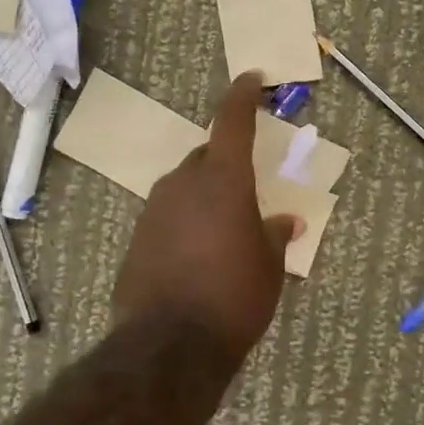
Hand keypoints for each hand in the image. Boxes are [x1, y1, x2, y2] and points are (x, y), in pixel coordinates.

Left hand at [113, 73, 301, 367]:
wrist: (170, 344)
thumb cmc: (235, 297)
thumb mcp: (269, 267)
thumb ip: (275, 236)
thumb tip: (287, 222)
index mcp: (223, 180)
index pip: (232, 122)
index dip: (242, 97)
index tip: (250, 79)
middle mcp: (184, 184)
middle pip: (206, 156)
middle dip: (225, 161)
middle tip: (246, 186)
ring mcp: (154, 211)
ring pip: (184, 187)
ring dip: (203, 195)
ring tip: (223, 228)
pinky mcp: (136, 240)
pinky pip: (167, 217)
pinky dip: (184, 223)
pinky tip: (195, 254)